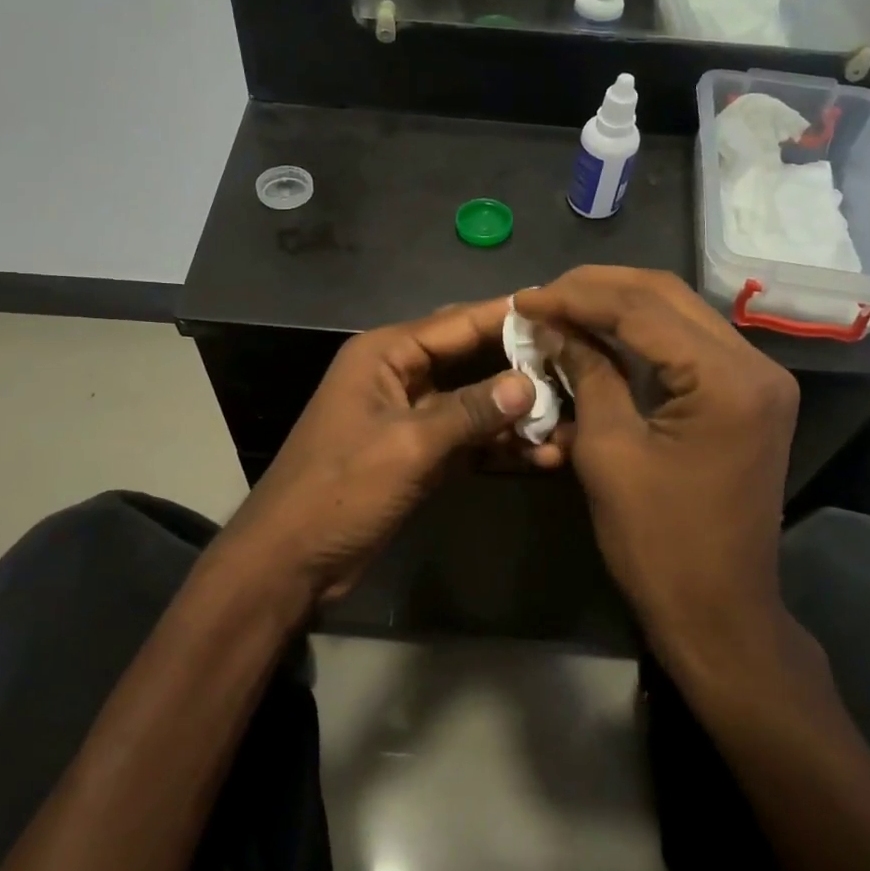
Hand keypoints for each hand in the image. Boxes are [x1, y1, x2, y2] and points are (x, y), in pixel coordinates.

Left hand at [219, 299, 552, 608]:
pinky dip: (498, 446)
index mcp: (385, 354)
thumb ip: (470, 412)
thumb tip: (530, 383)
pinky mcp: (418, 453)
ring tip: (570, 423)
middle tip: (578, 367)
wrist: (291, 560)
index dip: (508, 316)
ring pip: (473, 402)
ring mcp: (410, 416)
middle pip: (470, 358)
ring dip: (516, 414)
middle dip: (520, 366)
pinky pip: (466, 438)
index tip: (561, 311)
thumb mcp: (409, 446)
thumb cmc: (341, 489)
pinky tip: (542, 456)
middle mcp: (399, 375)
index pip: (457, 323)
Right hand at [513, 268, 805, 685]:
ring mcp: (757, 379)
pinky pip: (688, 345)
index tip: (525, 299)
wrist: (719, 612)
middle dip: (597, 289)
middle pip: (666, 297)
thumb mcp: (608, 452)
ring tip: (562, 309)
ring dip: (617, 306)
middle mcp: (755, 365)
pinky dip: (640, 336)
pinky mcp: (746, 396)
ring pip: (678, 314)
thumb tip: (553, 327)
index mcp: (726, 379)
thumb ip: (587, 374)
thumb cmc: (658, 542)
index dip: (576, 297)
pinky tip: (599, 335)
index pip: (642, 308)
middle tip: (542, 298)